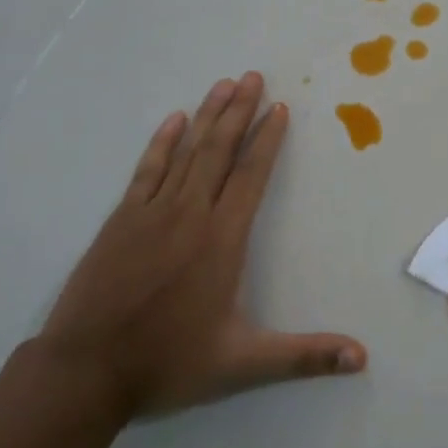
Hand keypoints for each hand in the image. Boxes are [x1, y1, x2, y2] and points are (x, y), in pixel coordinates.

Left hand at [36, 72, 366, 419]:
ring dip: (207, 116)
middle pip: (219, 151)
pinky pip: (147, 170)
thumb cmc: (167, 363)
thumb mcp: (242, 364)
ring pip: (186, 153)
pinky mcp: (120, 220)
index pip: (251, 176)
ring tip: (223, 84)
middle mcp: (190, 215)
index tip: (279, 108)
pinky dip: (162, 143)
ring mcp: (151, 213)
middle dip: (238, 111)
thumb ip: (304, 356)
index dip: (267, 140)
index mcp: (221, 240)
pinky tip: (173, 120)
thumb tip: (362, 358)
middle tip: (253, 76)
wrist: (84, 371)